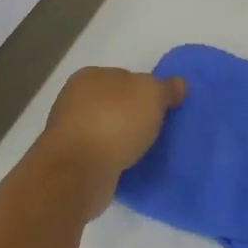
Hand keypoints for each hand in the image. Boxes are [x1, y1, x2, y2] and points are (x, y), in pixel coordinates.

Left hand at [41, 67, 184, 200]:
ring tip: (145, 151)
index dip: (146, 91)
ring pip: (107, 129)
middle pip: (115, 103)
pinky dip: (113, 158)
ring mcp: (69, 131)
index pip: (126, 77)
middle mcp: (74, 99)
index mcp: (90, 76)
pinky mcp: (69, 160)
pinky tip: (128, 167)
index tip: (162, 108)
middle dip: (134, 116)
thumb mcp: (152, 95)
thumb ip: (166, 87)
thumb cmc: (115, 122)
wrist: (78, 172)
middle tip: (157, 131)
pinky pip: (100, 154)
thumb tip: (179, 84)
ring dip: (123, 139)